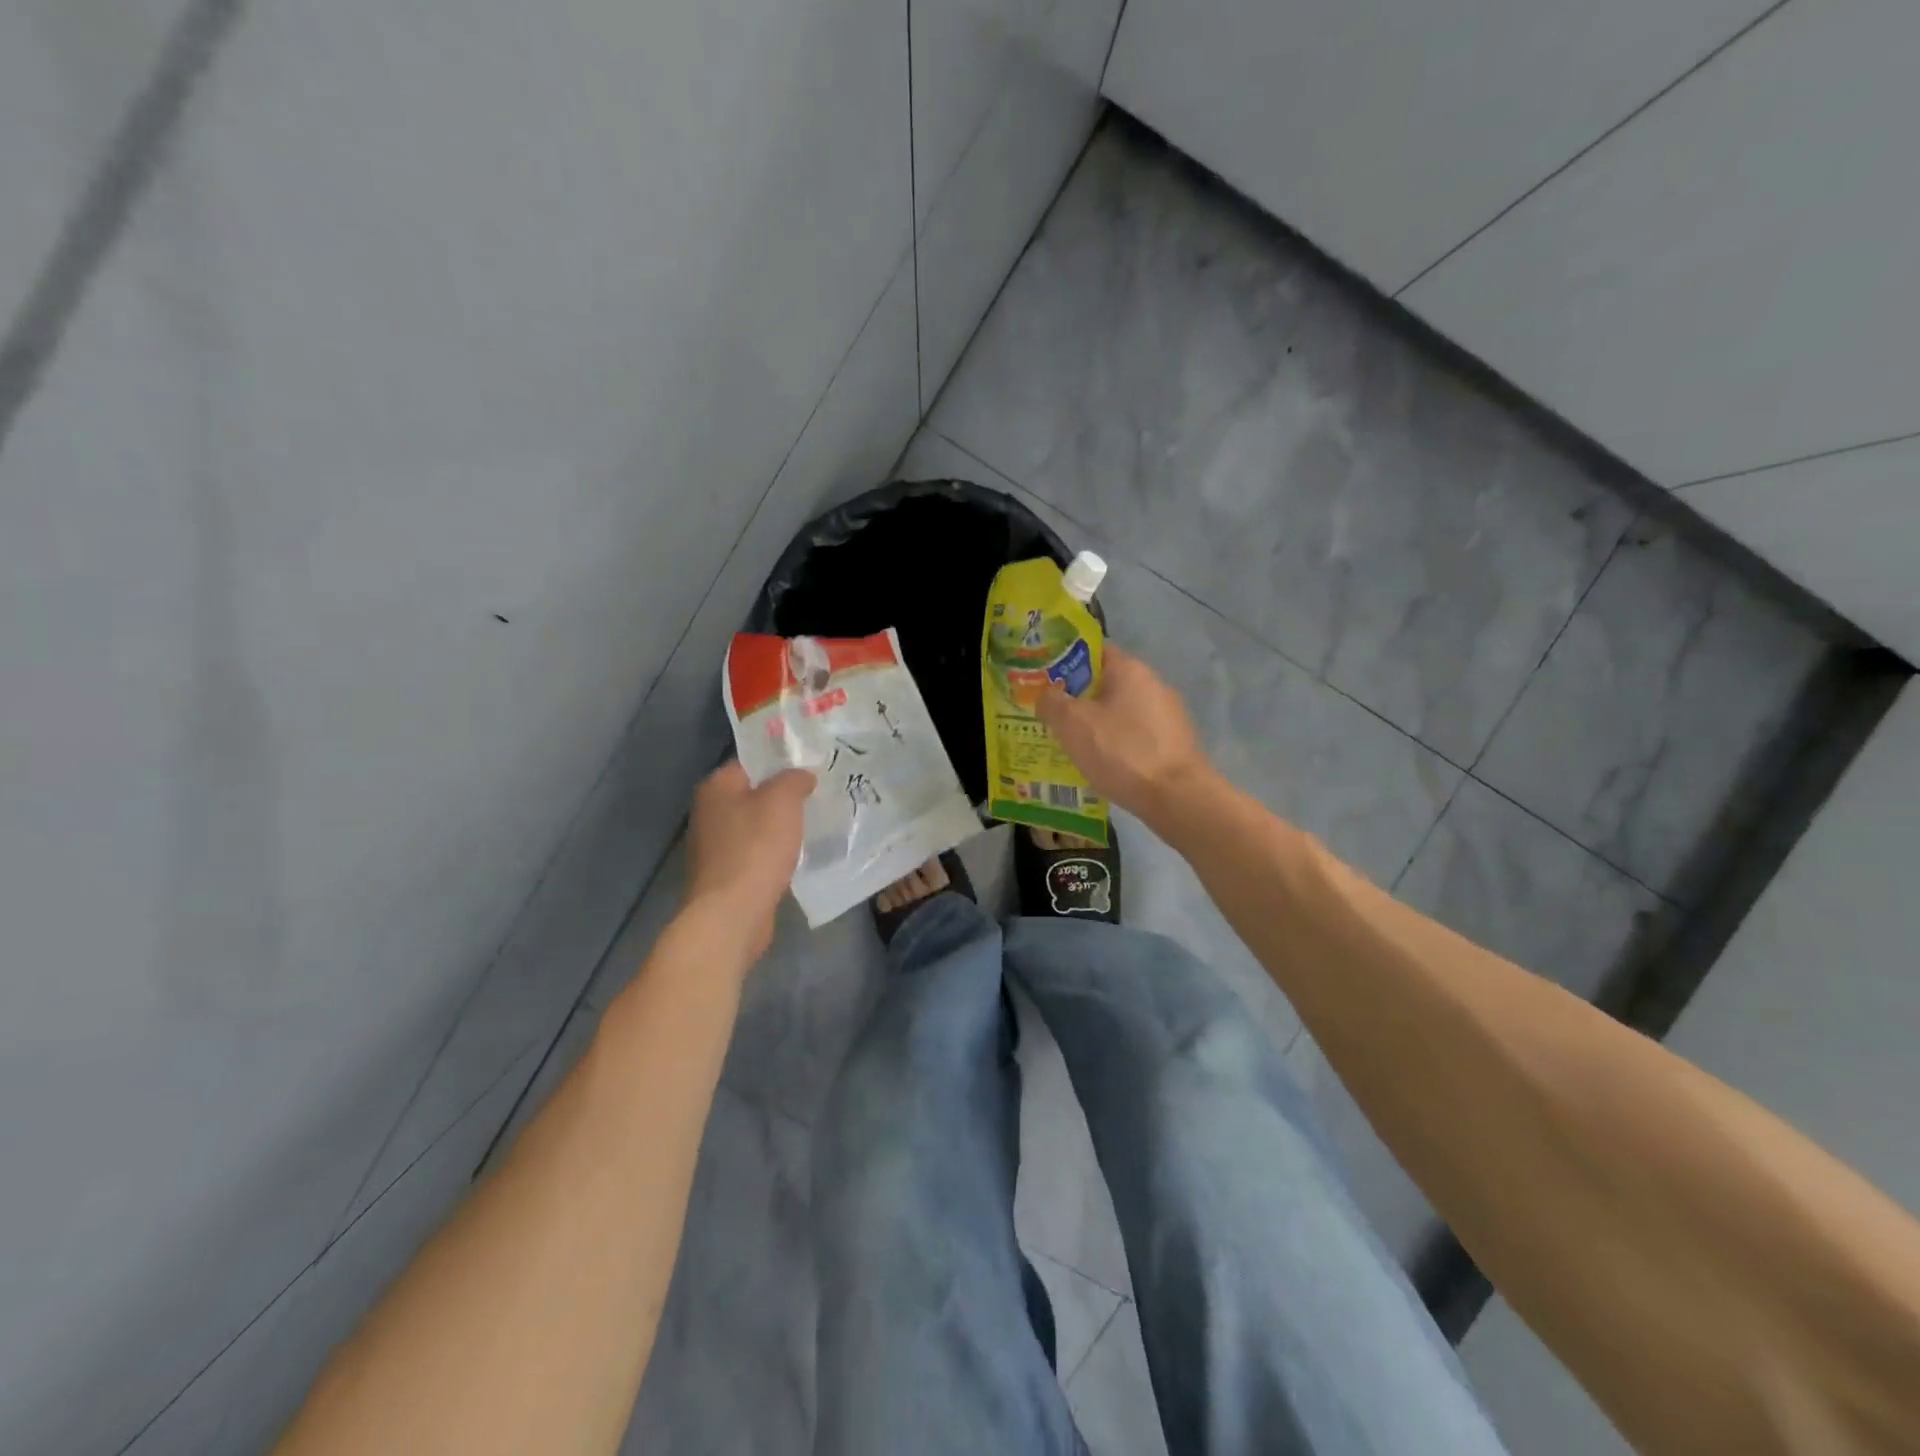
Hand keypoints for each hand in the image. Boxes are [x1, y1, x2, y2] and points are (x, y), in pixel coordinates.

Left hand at [684, 760, 814, 961]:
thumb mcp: (783, 800)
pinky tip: (795, 858)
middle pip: (753, 794)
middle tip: (817, 797)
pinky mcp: (724, 875)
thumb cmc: (756, 848)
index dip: (781, 762)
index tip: (811, 769)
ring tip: (812, 826)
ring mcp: (714, 846)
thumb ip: (794, 779)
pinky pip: (755, 854)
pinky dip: (773, 854)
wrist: (732, 913)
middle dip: (783, 797)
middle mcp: (709, 812)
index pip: (751, 762)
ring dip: (779, 828)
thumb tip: (802, 776)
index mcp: (716, 787)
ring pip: (755, 826)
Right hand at [1036, 645, 1215, 826]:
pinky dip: (1115, 744)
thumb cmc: (1122, 752)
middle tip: (1049, 716)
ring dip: (1095, 724)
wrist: (1177, 797)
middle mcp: (1153, 684)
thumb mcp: (1073, 724)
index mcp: (1130, 670)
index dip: (1064, 662)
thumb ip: (1052, 702)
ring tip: (1068, 744)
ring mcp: (1167, 715)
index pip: (1093, 651)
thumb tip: (1046, 695)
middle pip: (1105, 684)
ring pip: (1119, 712)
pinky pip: (1134, 736)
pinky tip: (1099, 764)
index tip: (1043, 680)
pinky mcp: (1173, 744)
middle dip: (1077, 698)